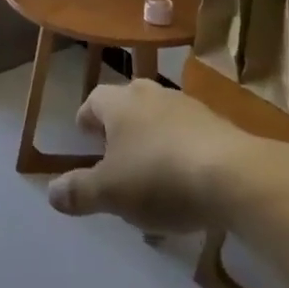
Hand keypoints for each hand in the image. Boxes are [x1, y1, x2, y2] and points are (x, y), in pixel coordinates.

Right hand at [47, 81, 288, 232]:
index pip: (94, 101)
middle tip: (115, 159)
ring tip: (152, 185)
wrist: (237, 176)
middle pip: (129, 107)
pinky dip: (182, 159)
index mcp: (120, 103)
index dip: (87, 120)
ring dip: (152, 147)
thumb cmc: (160, 177)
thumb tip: (52, 192)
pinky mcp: (221, 127)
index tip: (84, 137)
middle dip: (120, 131)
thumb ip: (79, 191)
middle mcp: (152, 95)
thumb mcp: (110, 193)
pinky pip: (190, 140)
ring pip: (161, 124)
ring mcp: (189, 108)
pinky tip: (187, 193)